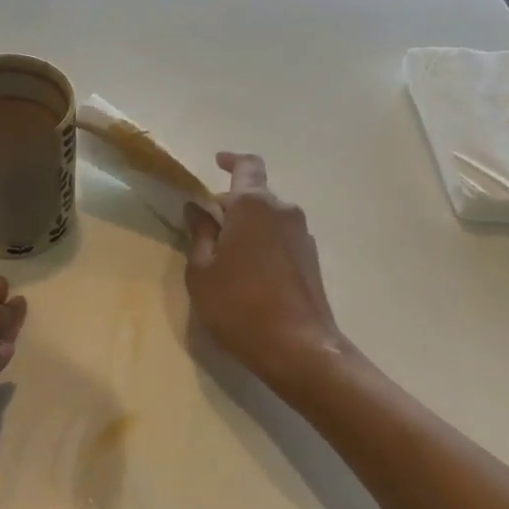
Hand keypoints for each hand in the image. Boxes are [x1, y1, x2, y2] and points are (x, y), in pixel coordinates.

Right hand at [184, 153, 347, 393]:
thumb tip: (197, 209)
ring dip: (247, 227)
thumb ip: (199, 234)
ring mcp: (302, 235)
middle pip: (255, 194)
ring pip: (268, 218)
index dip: (231, 160)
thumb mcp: (202, 271)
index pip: (247, 165)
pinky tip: (249, 274)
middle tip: (205, 228)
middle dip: (230, 204)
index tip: (216, 163)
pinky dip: (262, 244)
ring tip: (225, 257)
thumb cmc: (239, 305)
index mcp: (254, 205)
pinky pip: (280, 238)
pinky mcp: (311, 259)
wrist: (299, 348)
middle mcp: (284, 211)